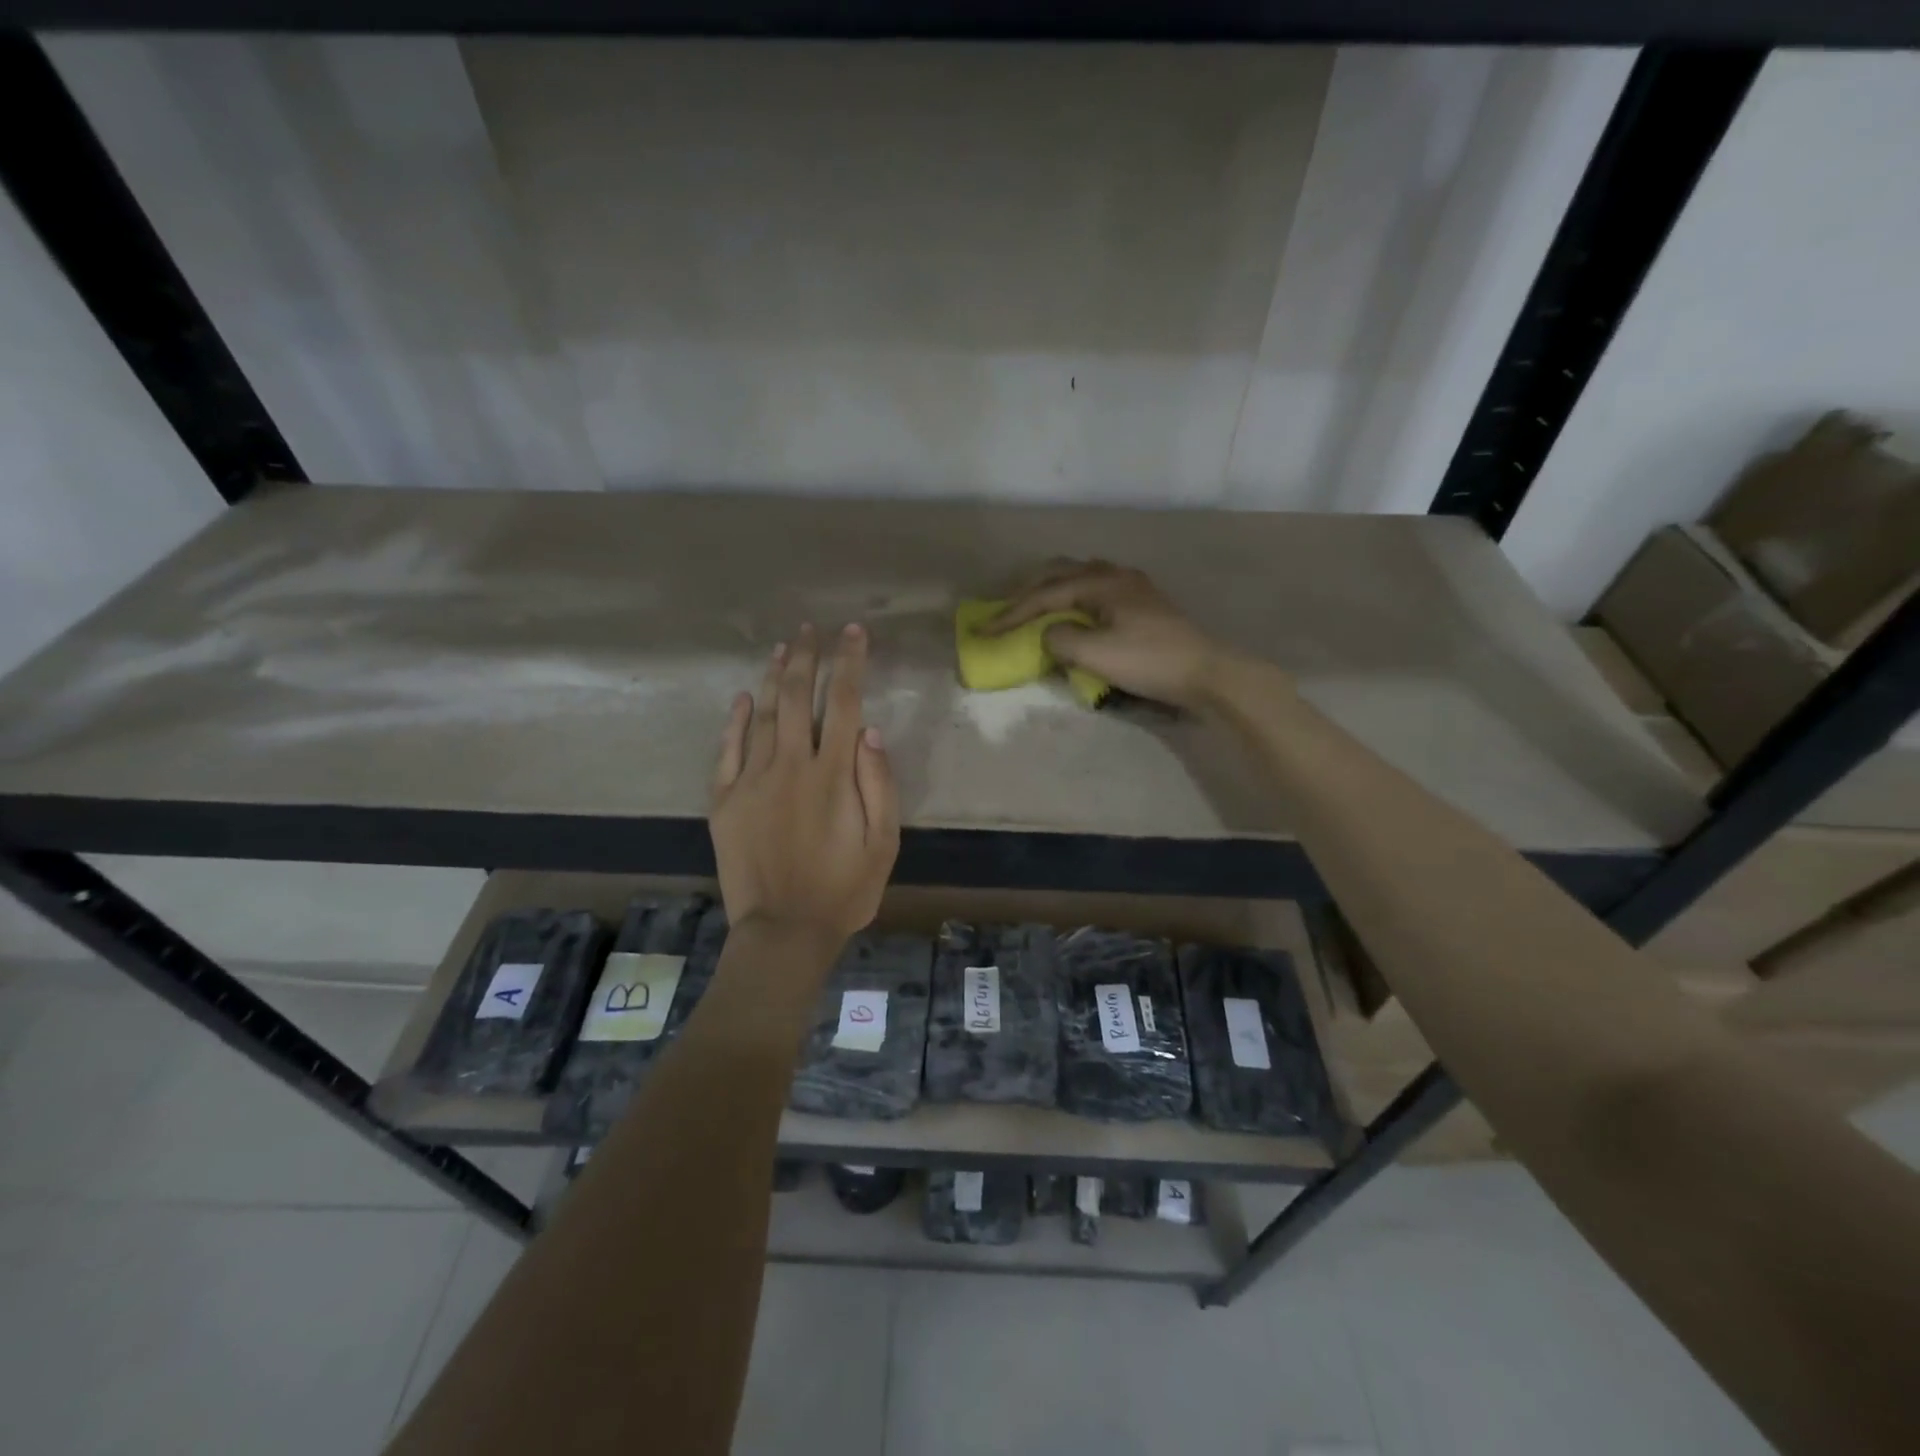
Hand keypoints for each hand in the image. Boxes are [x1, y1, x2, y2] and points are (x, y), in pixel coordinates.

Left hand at [710, 624, 900, 944]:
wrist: (783, 932)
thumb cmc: (844, 890)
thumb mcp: (884, 844)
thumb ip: (879, 784)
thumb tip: (870, 730)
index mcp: (833, 775)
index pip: (844, 703)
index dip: (849, 663)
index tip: (852, 632)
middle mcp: (791, 766)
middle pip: (798, 697)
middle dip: (807, 657)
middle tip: (811, 629)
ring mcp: (752, 781)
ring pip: (762, 715)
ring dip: (773, 677)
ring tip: (782, 647)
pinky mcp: (725, 801)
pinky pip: (727, 750)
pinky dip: (734, 720)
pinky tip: (741, 698)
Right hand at [987, 560, 1250, 710]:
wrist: (1206, 672)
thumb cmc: (1150, 661)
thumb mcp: (1096, 655)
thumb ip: (1060, 640)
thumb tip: (1048, 635)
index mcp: (1100, 582)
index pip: (1044, 595)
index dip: (1010, 615)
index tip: (983, 631)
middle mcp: (1114, 574)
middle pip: (1059, 573)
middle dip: (1028, 593)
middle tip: (1004, 612)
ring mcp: (1132, 586)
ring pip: (1079, 576)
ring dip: (1052, 589)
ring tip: (1034, 607)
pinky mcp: (1144, 602)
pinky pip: (1096, 587)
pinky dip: (1073, 596)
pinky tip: (1074, 611)